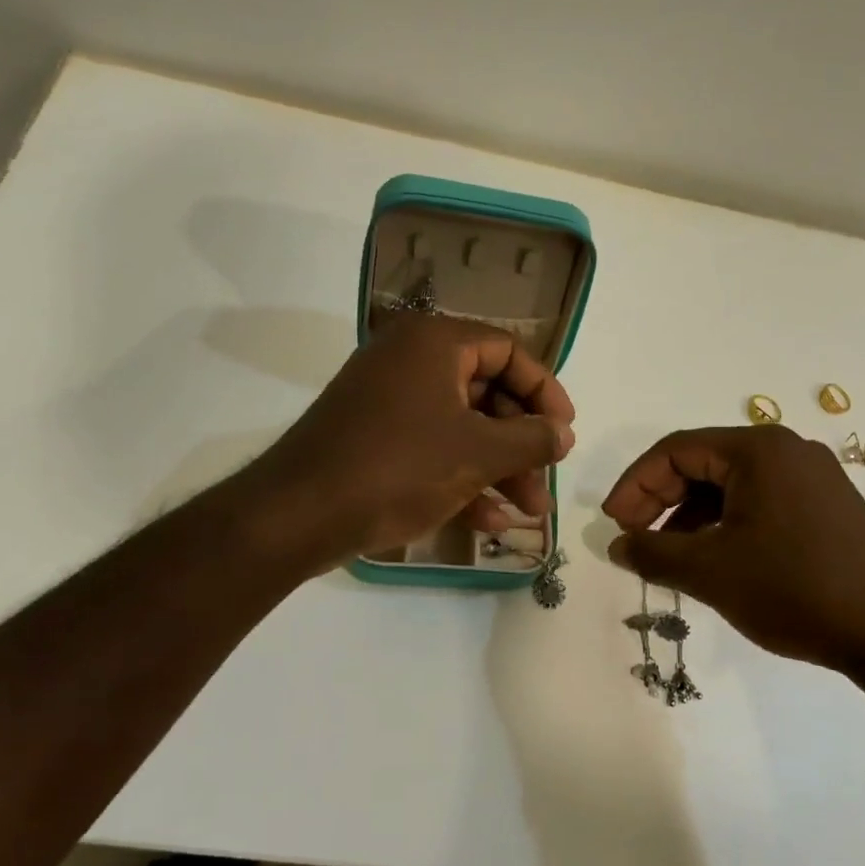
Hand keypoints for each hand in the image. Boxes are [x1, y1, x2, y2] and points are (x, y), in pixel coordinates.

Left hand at [240, 315, 576, 569]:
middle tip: (548, 478)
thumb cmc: (399, 467)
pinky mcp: (374, 440)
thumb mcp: (477, 453)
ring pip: (461, 427)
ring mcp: (388, 402)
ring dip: (499, 469)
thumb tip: (563, 433)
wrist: (299, 514)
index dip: (545, 392)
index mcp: (434, 343)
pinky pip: (432, 450)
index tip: (565, 432)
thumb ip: (532, 439)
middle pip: (487, 393)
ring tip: (530, 511)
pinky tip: (490, 522)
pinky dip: (462, 479)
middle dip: (522, 442)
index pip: (509, 351)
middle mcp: (410, 361)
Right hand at [601, 426, 864, 710]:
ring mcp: (812, 478)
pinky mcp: (826, 507)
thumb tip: (617, 545)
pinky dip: (725, 525)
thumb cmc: (795, 589)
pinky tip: (713, 559)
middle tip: (635, 539)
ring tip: (669, 556)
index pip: (676, 450)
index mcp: (758, 449)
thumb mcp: (710, 571)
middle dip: (661, 500)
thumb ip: (653, 552)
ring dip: (690, 516)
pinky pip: (759, 502)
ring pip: (730, 486)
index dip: (635, 484)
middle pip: (703, 464)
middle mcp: (787, 451)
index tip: (613, 523)